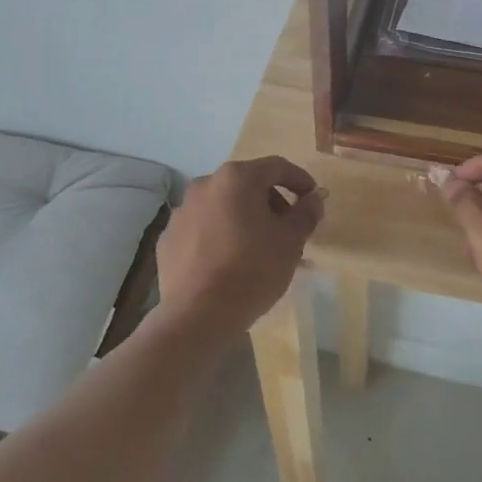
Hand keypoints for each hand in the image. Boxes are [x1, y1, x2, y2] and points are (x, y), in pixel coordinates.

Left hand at [154, 156, 323, 340]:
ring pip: (223, 206)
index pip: (276, 167)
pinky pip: (202, 228)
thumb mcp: (291, 241)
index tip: (313, 199)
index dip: (300, 180)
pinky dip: (219, 236)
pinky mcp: (168, 238)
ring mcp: (182, 211)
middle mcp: (205, 185)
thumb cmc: (252, 270)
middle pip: (247, 184)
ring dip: (244, 218)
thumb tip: (313, 199)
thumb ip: (306, 213)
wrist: (198, 314)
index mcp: (236, 178)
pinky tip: (228, 262)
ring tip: (258, 249)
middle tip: (287, 229)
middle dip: (271, 202)